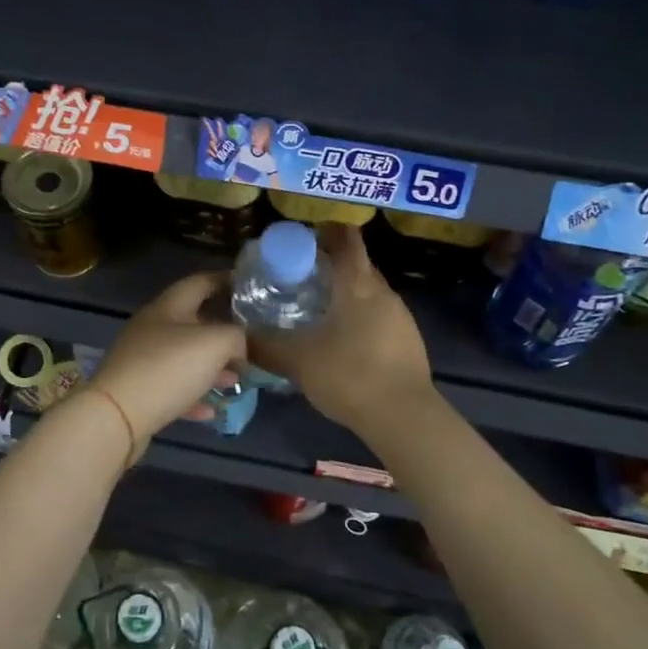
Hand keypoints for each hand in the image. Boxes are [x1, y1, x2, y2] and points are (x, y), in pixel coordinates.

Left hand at [88, 271, 246, 458]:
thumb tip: (239, 346)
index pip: (199, 282)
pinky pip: (172, 389)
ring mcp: (141, 361)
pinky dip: (193, 396)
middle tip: (250, 342)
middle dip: (223, 332)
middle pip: (193, 322)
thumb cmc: (168, 369)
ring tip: (236, 380)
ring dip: (211, 368)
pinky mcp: (138, 391)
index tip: (248, 285)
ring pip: (184, 358)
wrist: (116, 417)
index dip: (224, 280)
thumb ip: (236, 337)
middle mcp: (152, 328)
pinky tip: (212, 410)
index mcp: (167, 307)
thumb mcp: (215, 344)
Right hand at [249, 224, 432, 435]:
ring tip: (316, 310)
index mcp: (357, 284)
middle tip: (299, 278)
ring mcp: (400, 316)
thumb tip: (239, 337)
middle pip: (358, 264)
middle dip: (331, 265)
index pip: (346, 239)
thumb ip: (266, 346)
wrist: (404, 417)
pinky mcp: (408, 340)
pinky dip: (359, 317)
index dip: (326, 232)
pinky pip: (379, 316)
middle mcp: (383, 292)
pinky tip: (341, 341)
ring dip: (345, 294)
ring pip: (369, 292)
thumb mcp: (298, 361)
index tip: (303, 239)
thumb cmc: (349, 375)